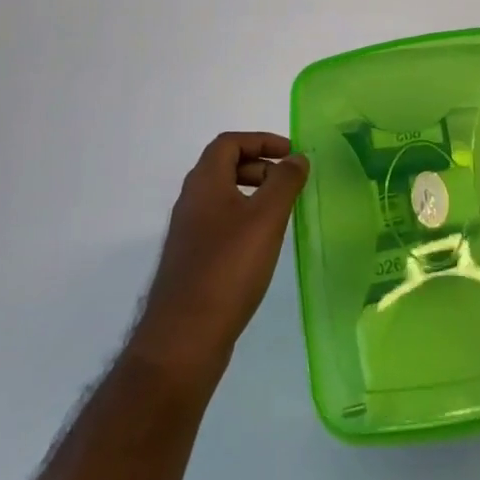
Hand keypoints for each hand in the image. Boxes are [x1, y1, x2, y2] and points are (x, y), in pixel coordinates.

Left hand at [128, 133, 309, 383]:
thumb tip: (296, 158)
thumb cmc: (228, 268)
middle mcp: (191, 201)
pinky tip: (263, 245)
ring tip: (282, 212)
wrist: (183, 339)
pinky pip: (220, 223)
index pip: (229, 142)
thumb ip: (284, 182)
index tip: (291, 154)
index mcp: (204, 183)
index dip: (261, 140)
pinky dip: (244, 220)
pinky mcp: (192, 260)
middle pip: (224, 166)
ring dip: (253, 193)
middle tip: (289, 182)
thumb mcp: (266, 218)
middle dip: (260, 165)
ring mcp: (188, 233)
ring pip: (223, 197)